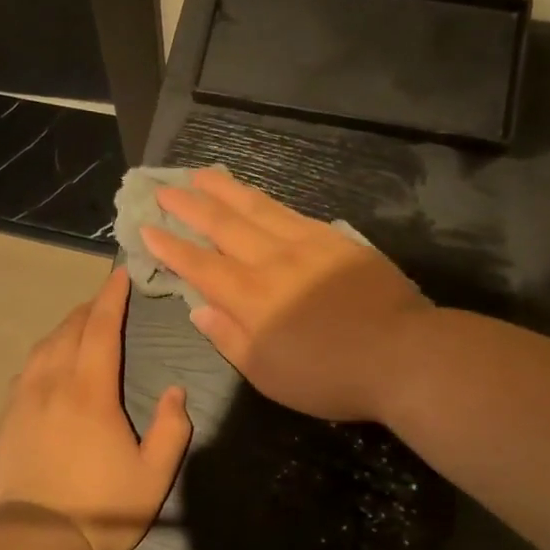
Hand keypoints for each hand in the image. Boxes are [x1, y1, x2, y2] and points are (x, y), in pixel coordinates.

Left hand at [0, 267, 192, 549]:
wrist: (34, 540)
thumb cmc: (100, 508)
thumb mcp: (153, 476)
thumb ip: (171, 429)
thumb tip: (176, 391)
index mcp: (91, 391)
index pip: (102, 328)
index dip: (112, 297)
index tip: (119, 274)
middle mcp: (54, 382)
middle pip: (71, 329)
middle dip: (90, 308)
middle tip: (105, 297)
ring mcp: (25, 398)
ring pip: (45, 346)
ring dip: (65, 327)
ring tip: (80, 323)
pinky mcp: (7, 416)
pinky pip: (26, 369)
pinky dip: (43, 353)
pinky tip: (48, 361)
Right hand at [143, 169, 431, 422]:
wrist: (403, 355)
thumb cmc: (328, 375)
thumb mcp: (267, 373)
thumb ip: (229, 338)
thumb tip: (198, 307)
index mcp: (249, 297)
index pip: (198, 264)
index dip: (169, 246)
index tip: (146, 228)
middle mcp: (270, 261)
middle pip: (222, 225)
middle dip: (188, 205)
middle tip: (164, 188)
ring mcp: (304, 244)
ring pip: (255, 208)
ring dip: (224, 189)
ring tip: (201, 174)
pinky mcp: (334, 240)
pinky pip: (290, 212)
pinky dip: (265, 200)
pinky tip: (255, 194)